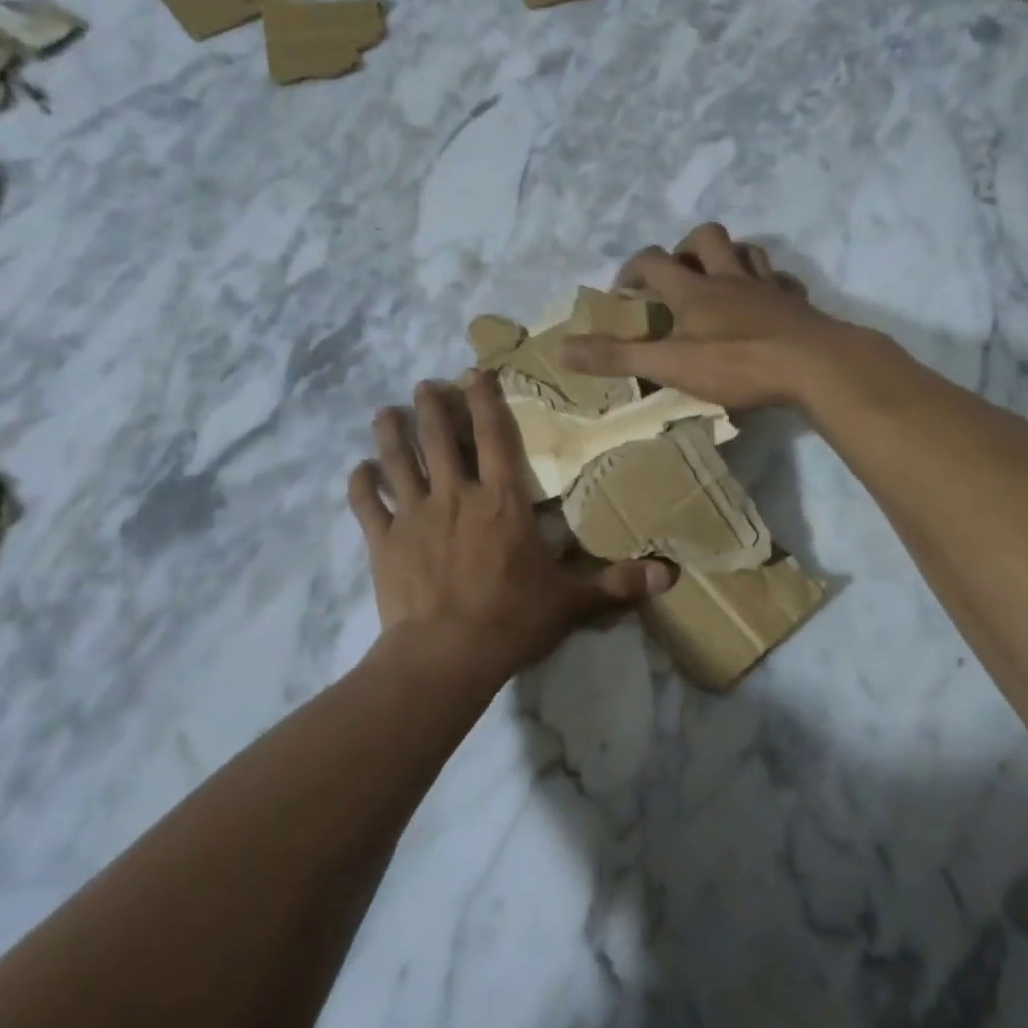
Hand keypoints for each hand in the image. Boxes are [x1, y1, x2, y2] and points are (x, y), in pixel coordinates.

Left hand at [347, 373, 675, 681]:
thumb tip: (670, 575)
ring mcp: (413, 515)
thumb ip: (616, 583)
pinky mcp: (383, 540)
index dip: (486, 400)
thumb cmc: (511, 620)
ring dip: (391, 433)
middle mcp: (455, 495)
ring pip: (398, 460)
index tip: (475, 373)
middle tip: (425, 385)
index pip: (495, 437)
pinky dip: (360, 484)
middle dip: (433, 405)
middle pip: (439, 437)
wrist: (447, 654)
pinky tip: (358, 470)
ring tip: (385, 412)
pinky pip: (365, 503)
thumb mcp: (571, 601)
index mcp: (501, 500)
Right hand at [560, 223, 853, 409]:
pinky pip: (781, 280)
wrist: (814, 365)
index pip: (653, 261)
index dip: (632, 269)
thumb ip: (618, 357)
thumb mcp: (670, 365)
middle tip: (676, 277)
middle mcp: (729, 278)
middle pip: (706, 237)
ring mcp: (766, 287)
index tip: (623, 292)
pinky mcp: (796, 303)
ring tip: (718, 282)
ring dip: (728, 257)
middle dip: (684, 248)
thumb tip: (562, 349)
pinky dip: (767, 285)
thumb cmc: (737, 364)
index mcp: (694, 291)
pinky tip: (764, 303)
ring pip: (746, 250)